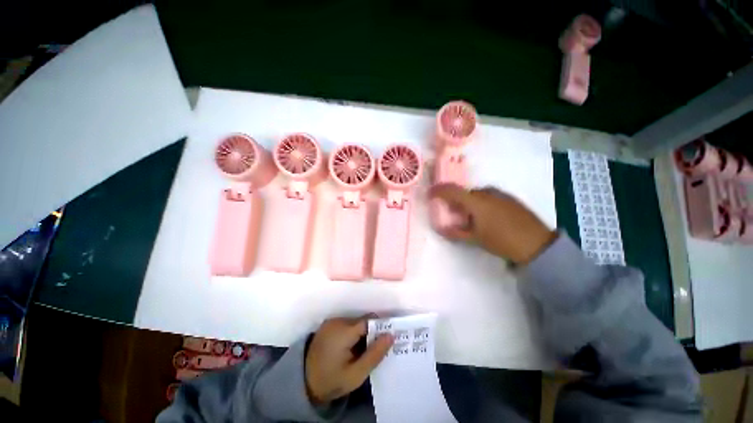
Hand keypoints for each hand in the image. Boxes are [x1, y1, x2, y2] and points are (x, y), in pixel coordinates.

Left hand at [305, 316, 393, 404]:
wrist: (304, 383)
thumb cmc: (331, 381)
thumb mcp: (356, 374)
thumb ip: (374, 354)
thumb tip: (391, 335)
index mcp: (344, 331)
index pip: (369, 321)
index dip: (380, 328)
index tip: (388, 339)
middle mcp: (337, 321)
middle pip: (362, 321)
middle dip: (371, 333)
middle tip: (375, 349)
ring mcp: (331, 321)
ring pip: (356, 322)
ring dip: (362, 333)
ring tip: (363, 350)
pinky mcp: (328, 324)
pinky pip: (347, 324)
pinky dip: (353, 333)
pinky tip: (352, 347)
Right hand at [429, 184, 556, 264]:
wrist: (537, 244)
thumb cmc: (501, 240)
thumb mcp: (475, 238)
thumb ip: (456, 232)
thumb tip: (441, 229)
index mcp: (476, 201)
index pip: (452, 190)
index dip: (438, 191)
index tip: (430, 194)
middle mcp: (487, 193)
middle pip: (464, 192)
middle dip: (455, 200)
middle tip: (451, 212)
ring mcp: (500, 195)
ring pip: (477, 194)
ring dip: (468, 202)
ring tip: (469, 216)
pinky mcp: (510, 199)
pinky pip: (489, 196)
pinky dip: (481, 203)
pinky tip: (485, 216)